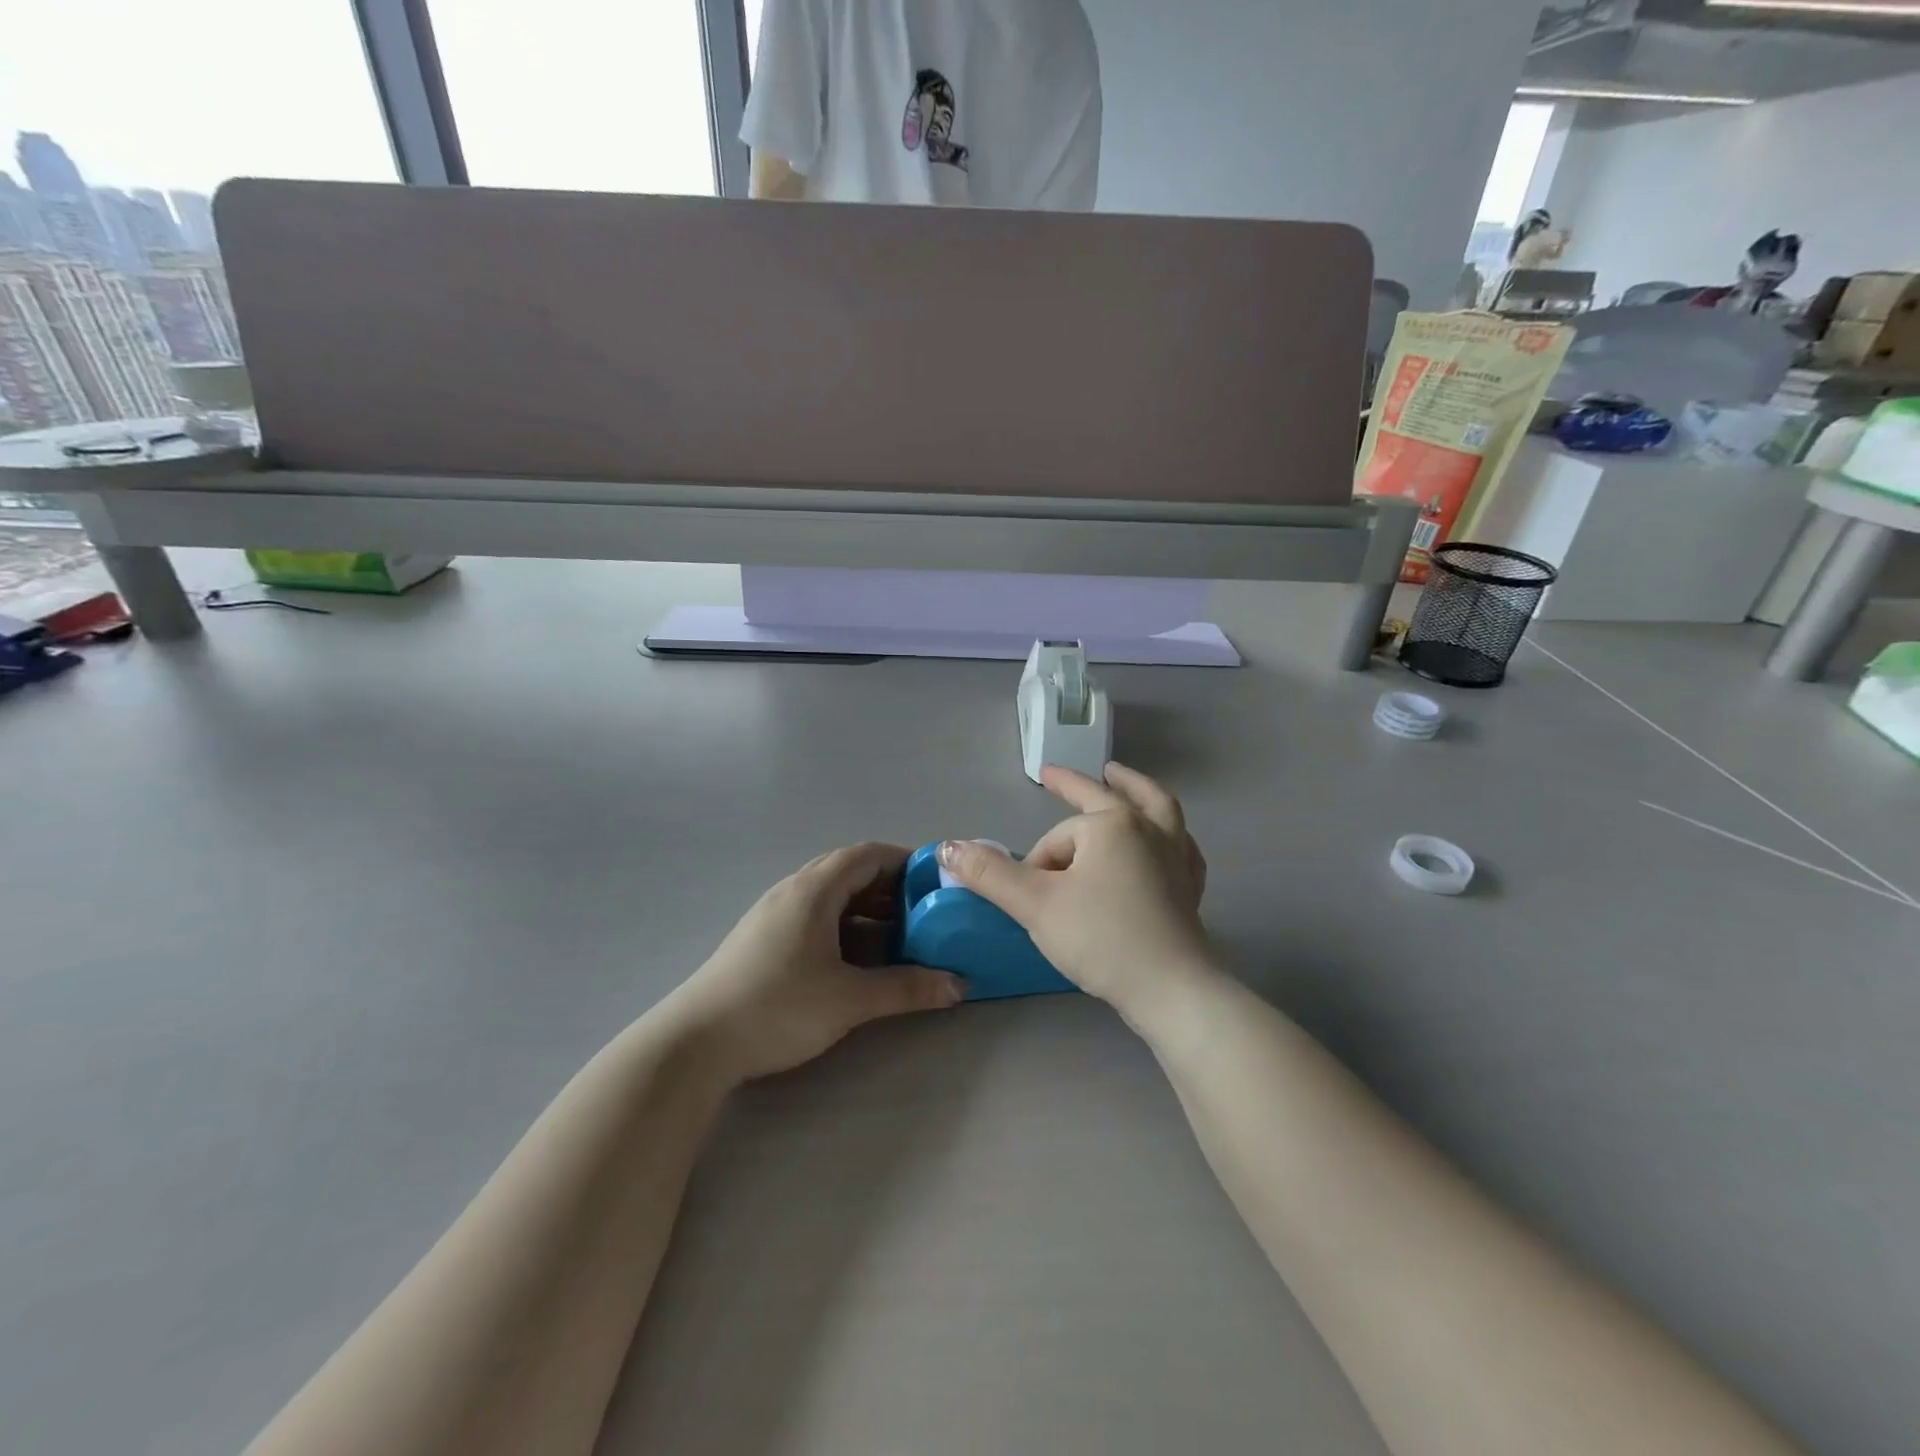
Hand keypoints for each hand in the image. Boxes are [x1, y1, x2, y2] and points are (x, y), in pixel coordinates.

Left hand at [662, 842, 963, 1084]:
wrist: (695, 1043)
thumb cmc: (778, 1007)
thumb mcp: (850, 999)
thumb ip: (907, 988)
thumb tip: (960, 984)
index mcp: (814, 890)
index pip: (867, 854)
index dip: (905, 861)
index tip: (935, 882)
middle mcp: (793, 891)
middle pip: (850, 872)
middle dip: (890, 888)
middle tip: (924, 912)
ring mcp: (774, 914)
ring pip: (831, 898)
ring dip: (867, 910)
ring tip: (900, 937)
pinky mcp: (763, 939)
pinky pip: (815, 917)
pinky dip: (844, 927)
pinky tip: (858, 959)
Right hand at [937, 763, 1216, 1028]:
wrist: (1170, 989)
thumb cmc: (1101, 937)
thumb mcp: (1035, 904)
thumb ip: (990, 873)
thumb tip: (948, 847)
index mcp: (1111, 825)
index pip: (1057, 838)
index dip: (1037, 866)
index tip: (1034, 901)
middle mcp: (1148, 829)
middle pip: (1108, 799)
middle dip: (1075, 786)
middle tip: (1053, 774)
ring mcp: (1176, 856)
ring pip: (1157, 810)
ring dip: (1134, 790)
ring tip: (1120, 778)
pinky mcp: (1189, 886)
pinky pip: (1179, 846)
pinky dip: (1167, 833)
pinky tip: (1166, 839)